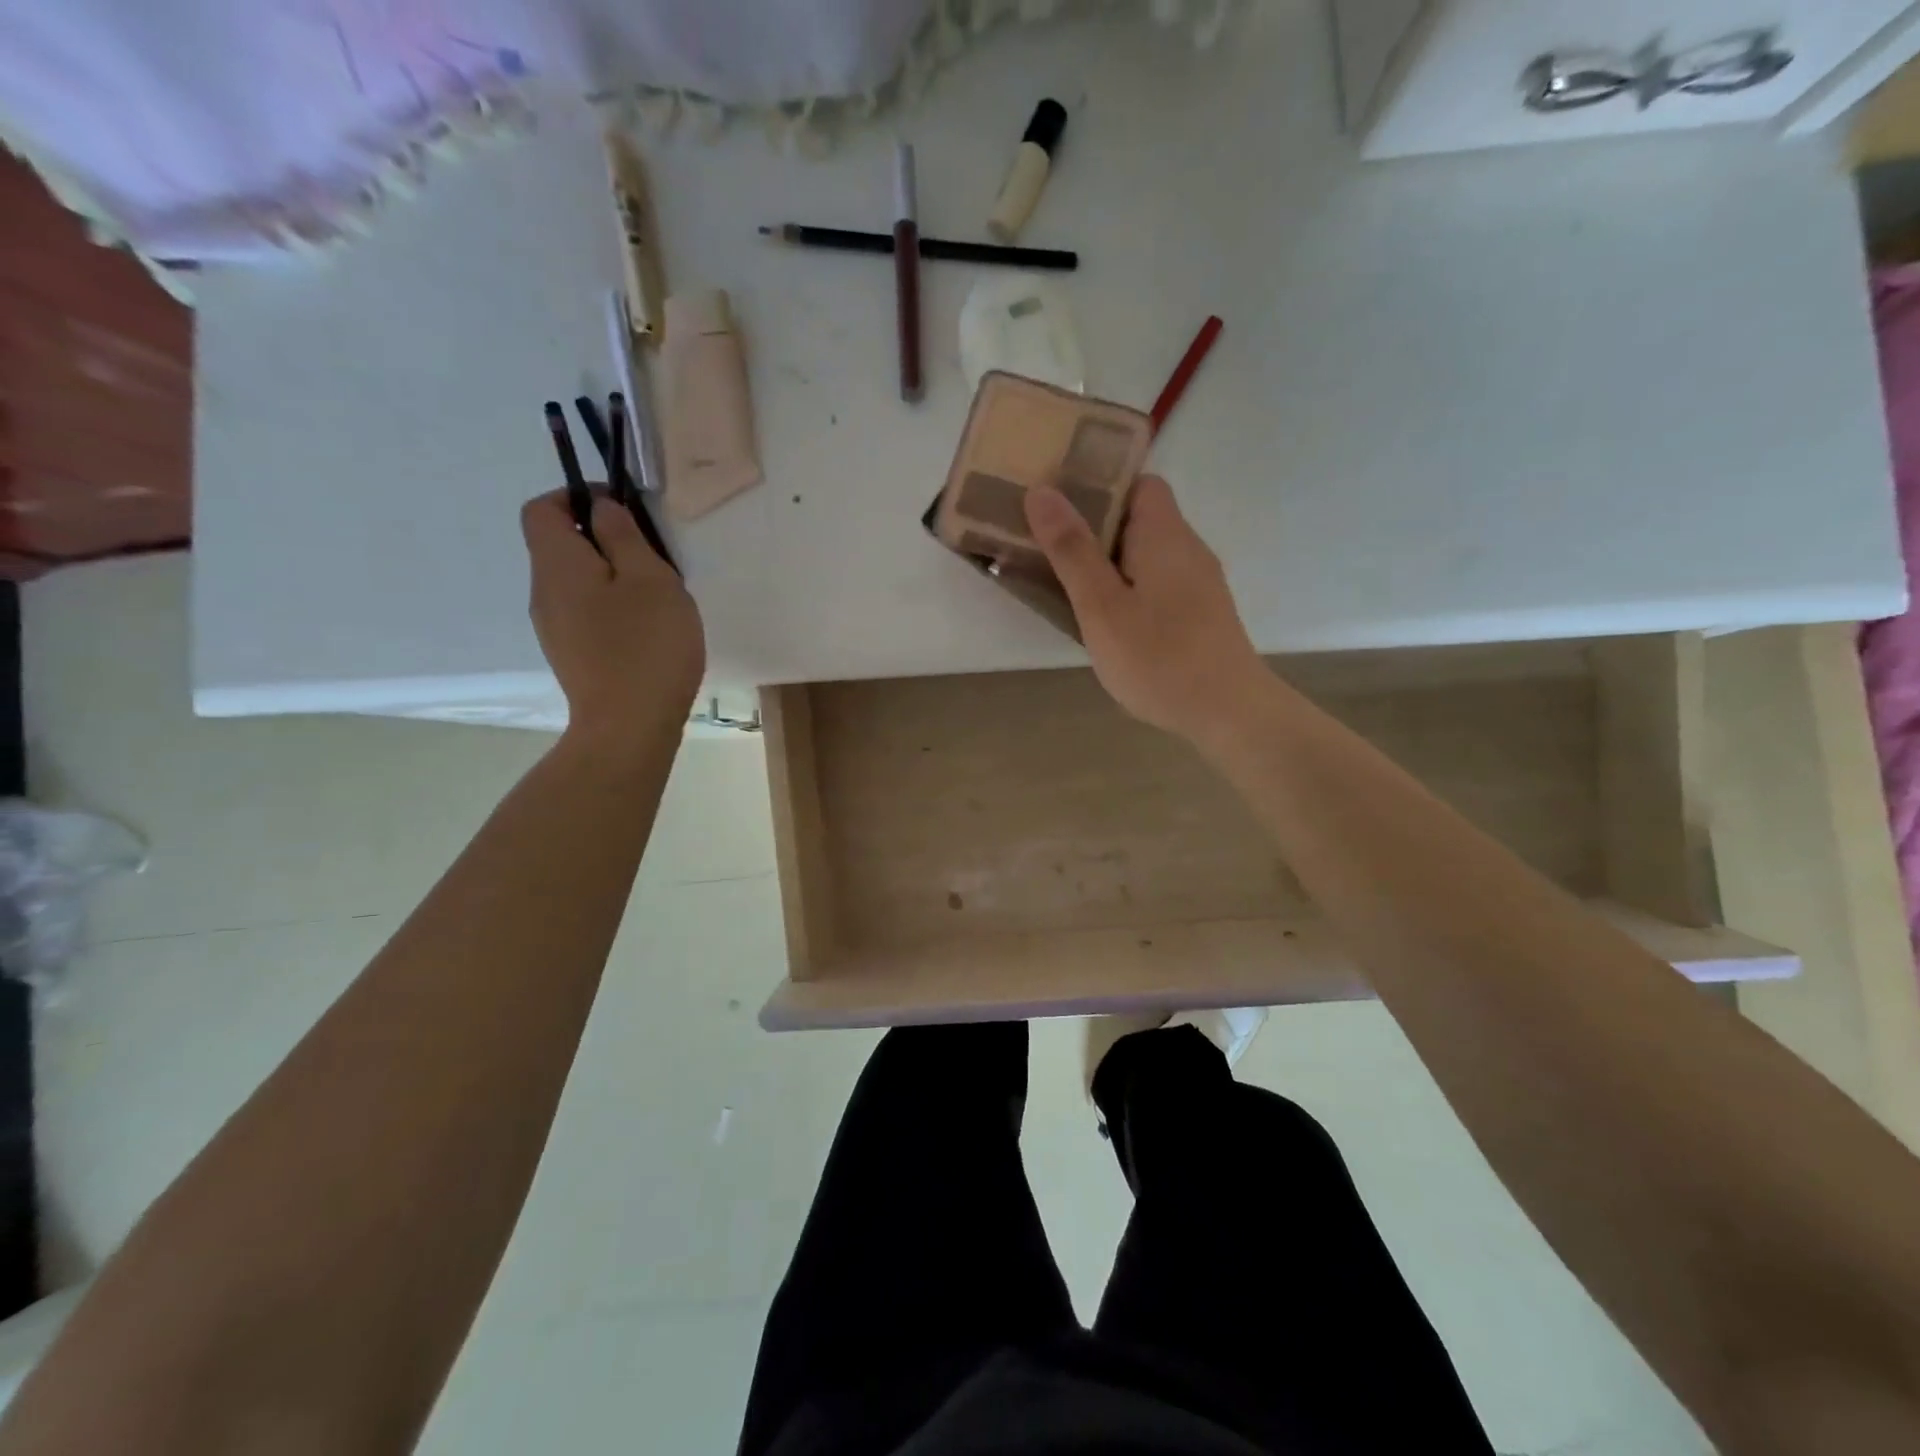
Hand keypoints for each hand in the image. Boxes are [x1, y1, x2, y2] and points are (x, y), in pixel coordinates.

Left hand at [522, 490, 704, 744]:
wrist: (628, 727)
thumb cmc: (646, 646)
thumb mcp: (650, 578)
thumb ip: (624, 535)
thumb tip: (601, 510)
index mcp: (557, 564)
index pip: (543, 508)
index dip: (578, 497)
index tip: (624, 511)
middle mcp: (543, 592)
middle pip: (561, 546)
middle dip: (604, 540)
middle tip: (653, 559)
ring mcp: (554, 628)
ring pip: (577, 583)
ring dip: (612, 577)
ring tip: (656, 599)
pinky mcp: (571, 656)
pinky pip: (586, 614)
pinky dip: (612, 609)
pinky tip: (647, 632)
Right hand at [1024, 475, 1267, 741]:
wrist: (1228, 712)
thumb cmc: (1159, 657)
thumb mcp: (1101, 606)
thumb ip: (1071, 550)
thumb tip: (1042, 492)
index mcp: (1164, 534)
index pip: (1139, 483)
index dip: (1101, 488)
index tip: (1062, 509)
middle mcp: (1188, 548)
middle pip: (1141, 518)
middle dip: (1096, 529)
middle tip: (1052, 550)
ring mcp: (1199, 583)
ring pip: (1148, 554)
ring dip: (1111, 563)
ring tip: (1070, 586)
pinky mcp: (1201, 613)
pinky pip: (1159, 583)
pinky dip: (1131, 589)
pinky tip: (1110, 622)